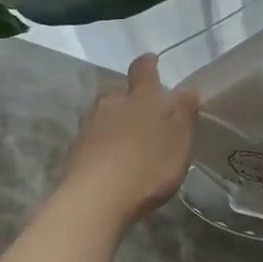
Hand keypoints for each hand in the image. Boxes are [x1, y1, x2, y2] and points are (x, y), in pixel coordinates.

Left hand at [58, 54, 199, 230]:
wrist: (95, 200)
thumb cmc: (147, 165)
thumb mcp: (179, 140)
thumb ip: (184, 112)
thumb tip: (187, 89)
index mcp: (140, 96)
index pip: (142, 68)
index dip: (148, 64)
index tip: (153, 62)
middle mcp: (111, 103)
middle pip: (119, 91)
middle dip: (130, 98)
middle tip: (144, 113)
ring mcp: (89, 126)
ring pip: (104, 114)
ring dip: (114, 121)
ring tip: (128, 140)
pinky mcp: (75, 150)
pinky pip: (93, 138)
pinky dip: (102, 143)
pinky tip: (111, 160)